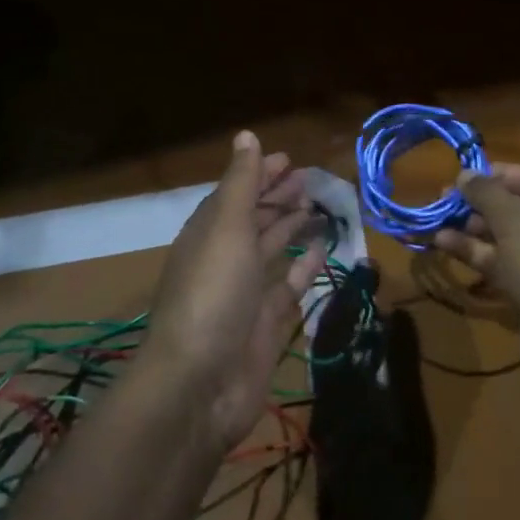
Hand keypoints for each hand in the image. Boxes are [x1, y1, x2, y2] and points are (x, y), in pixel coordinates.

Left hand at [145, 131, 320, 447]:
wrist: (199, 385)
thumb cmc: (212, 294)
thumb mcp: (226, 228)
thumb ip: (241, 183)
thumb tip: (246, 135)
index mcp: (207, 234)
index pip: (234, 194)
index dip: (258, 174)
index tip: (288, 158)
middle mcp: (224, 259)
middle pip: (253, 220)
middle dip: (277, 197)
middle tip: (310, 180)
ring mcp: (244, 294)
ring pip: (270, 250)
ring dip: (290, 227)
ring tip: (318, 207)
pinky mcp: (264, 324)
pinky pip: (286, 286)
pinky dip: (302, 266)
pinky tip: (320, 249)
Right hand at [432, 165, 519, 385]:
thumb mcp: (515, 219)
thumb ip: (486, 192)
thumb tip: (464, 173)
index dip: (499, 175)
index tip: (463, 176)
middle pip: (519, 208)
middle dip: (480, 204)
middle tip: (443, 200)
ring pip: (507, 238)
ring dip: (472, 230)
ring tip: (436, 222)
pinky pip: (503, 265)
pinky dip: (477, 254)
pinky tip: (443, 245)